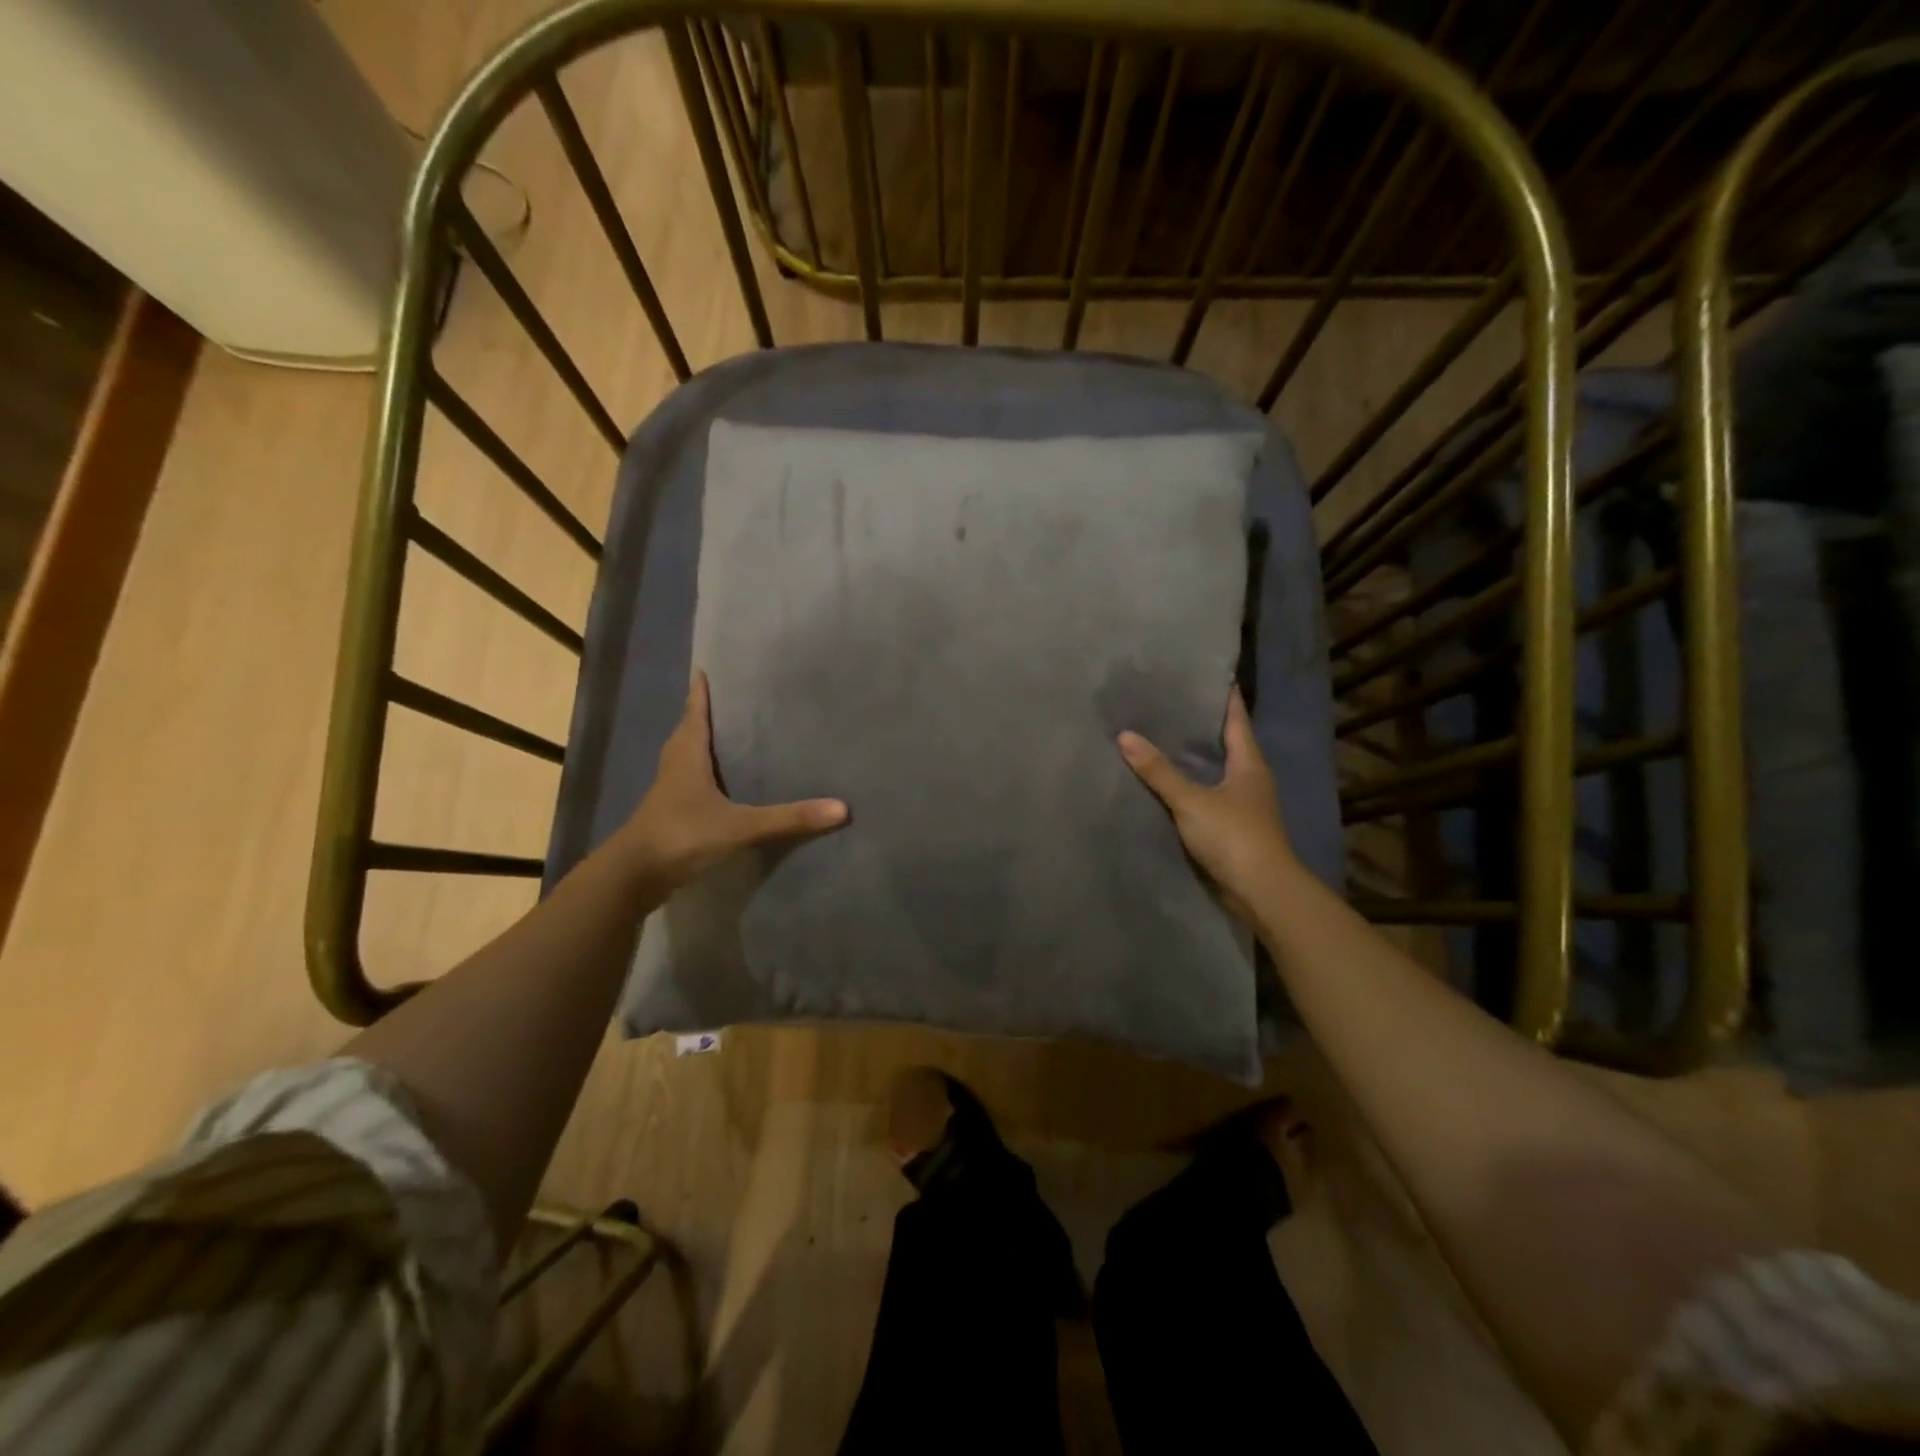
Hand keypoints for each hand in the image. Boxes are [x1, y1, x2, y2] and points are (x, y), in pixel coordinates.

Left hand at [611, 672, 847, 891]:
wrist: (634, 877)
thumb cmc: (682, 835)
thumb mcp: (740, 826)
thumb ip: (788, 818)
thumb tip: (842, 808)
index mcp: (687, 756)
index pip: (694, 714)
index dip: (700, 693)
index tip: (704, 671)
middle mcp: (675, 767)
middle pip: (687, 732)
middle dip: (702, 716)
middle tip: (725, 702)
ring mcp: (669, 793)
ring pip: (684, 758)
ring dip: (699, 745)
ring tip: (724, 738)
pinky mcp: (668, 815)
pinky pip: (686, 784)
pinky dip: (700, 776)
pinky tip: (717, 786)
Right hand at [1117, 687, 1295, 921]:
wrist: (1261, 891)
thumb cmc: (1234, 836)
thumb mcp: (1191, 800)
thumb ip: (1159, 771)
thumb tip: (1125, 735)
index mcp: (1249, 763)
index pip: (1236, 718)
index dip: (1223, 696)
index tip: (1205, 675)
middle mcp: (1250, 778)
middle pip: (1226, 742)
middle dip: (1201, 725)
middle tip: (1168, 704)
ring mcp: (1243, 804)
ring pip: (1216, 770)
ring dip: (1194, 757)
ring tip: (1161, 737)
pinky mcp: (1232, 827)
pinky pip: (1208, 796)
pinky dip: (1190, 785)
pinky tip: (1166, 783)